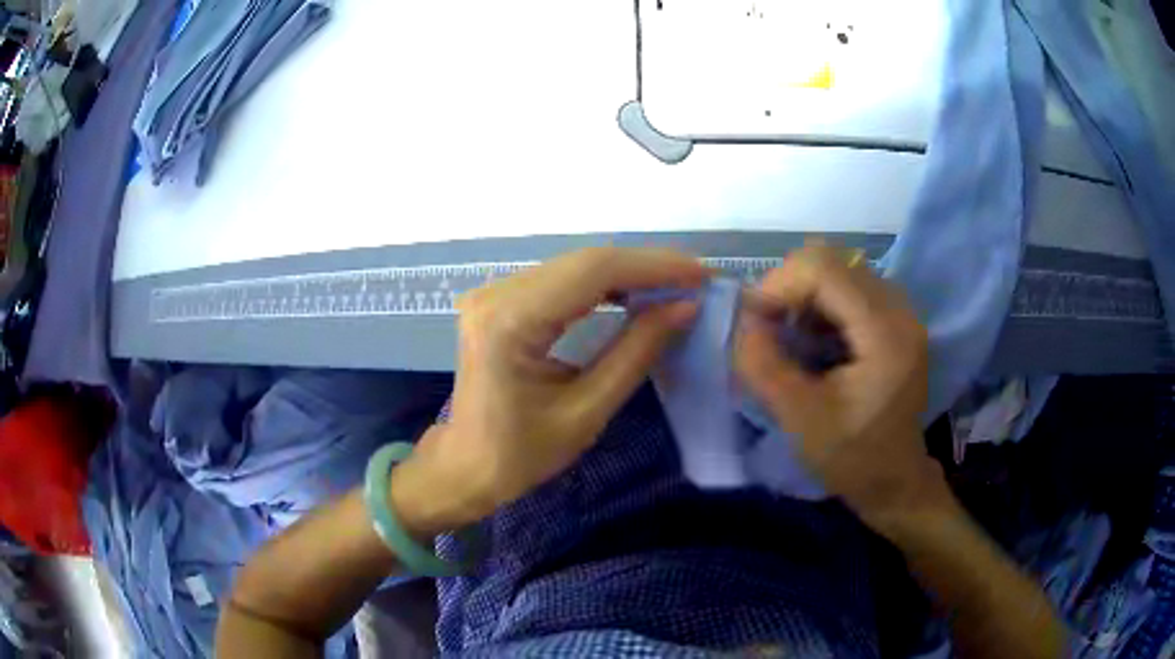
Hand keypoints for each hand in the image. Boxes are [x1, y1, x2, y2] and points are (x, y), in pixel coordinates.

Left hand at [392, 247, 709, 536]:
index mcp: (510, 322)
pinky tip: (634, 294)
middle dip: (646, 267)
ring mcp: (493, 292)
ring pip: (574, 266)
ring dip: (628, 273)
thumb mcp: (586, 412)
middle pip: (584, 261)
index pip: (593, 272)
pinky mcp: (499, 300)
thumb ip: (636, 353)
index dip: (652, 267)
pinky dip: (602, 285)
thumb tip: (684, 306)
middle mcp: (496, 294)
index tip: (701, 275)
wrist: (465, 466)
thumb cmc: (520, 455)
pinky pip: (560, 280)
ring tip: (675, 286)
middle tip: (696, 280)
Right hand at [734, 246, 945, 525]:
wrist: (894, 482)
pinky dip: (821, 304)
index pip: (826, 270)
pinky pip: (850, 288)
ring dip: (804, 295)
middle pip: (833, 262)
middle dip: (788, 288)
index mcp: (885, 334)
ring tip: (788, 336)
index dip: (779, 284)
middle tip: (767, 328)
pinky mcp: (896, 321)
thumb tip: (741, 321)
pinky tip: (812, 340)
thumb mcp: (799, 419)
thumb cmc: (852, 458)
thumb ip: (764, 366)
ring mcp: (902, 313)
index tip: (752, 320)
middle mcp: (901, 311)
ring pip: (840, 270)